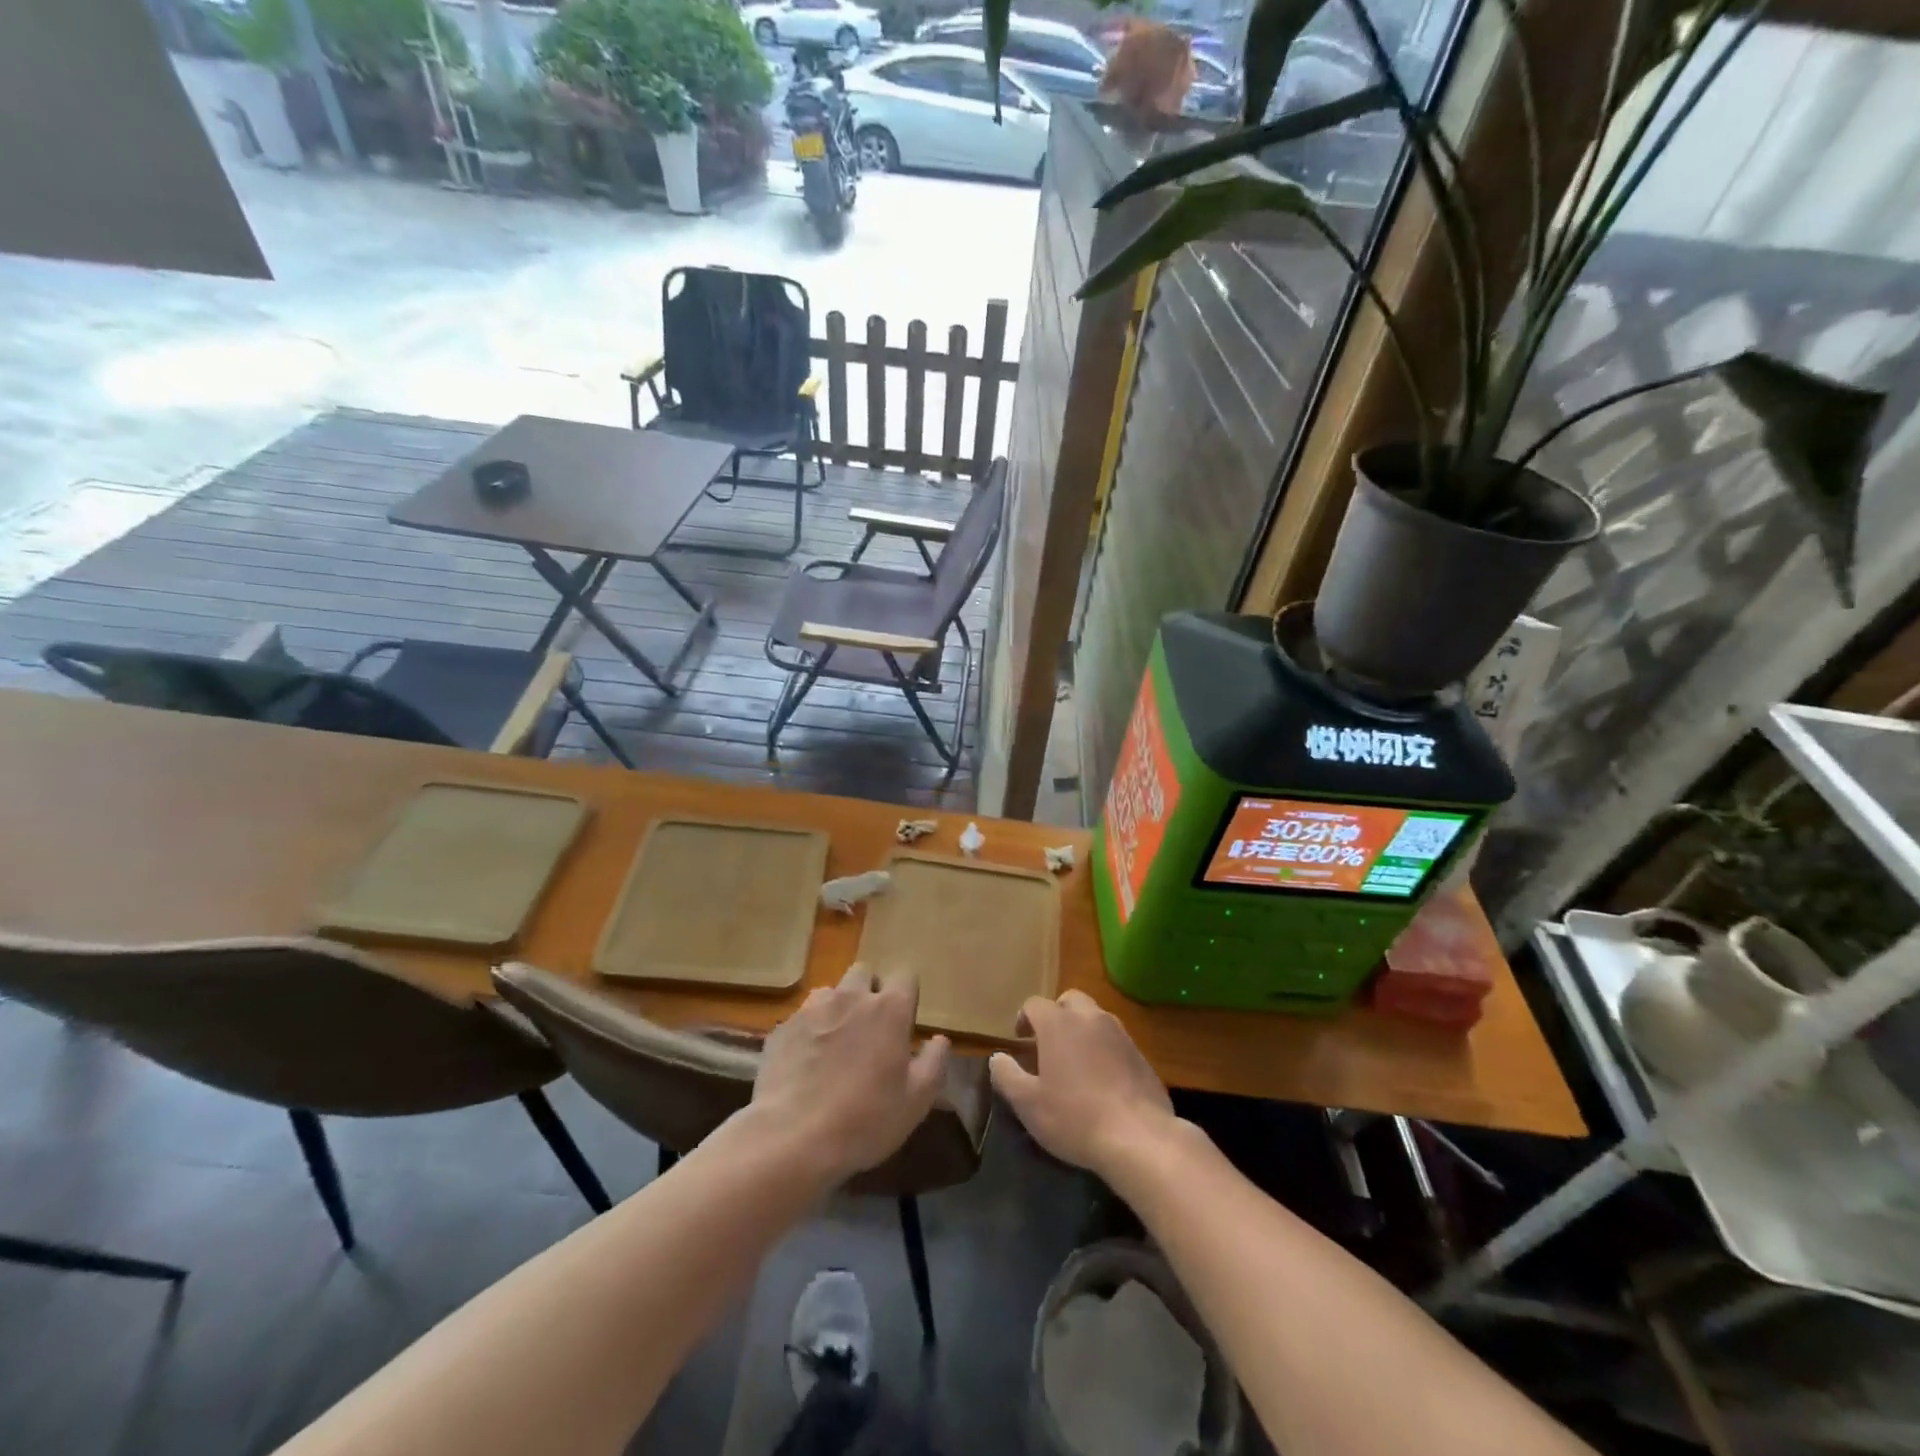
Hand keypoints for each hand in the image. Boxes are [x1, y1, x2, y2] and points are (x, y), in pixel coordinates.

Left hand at [750, 963, 949, 1188]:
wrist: (792, 1138)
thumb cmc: (865, 1119)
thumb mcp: (916, 1101)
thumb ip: (933, 1063)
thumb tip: (940, 1039)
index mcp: (888, 1009)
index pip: (905, 977)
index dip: (906, 997)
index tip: (904, 1024)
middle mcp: (851, 997)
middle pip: (864, 973)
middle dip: (870, 991)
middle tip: (870, 1029)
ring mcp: (812, 1009)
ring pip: (830, 992)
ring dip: (837, 1008)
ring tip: (835, 1045)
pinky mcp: (783, 1028)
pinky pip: (802, 1018)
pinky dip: (808, 1032)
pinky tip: (806, 1065)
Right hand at [989, 990, 1176, 1177]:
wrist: (1139, 1137)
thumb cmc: (1075, 1117)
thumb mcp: (1029, 1104)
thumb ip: (1007, 1076)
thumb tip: (997, 1058)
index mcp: (1058, 1023)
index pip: (1034, 1004)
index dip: (1024, 1018)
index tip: (1021, 1041)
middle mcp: (1090, 1017)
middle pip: (1069, 1000)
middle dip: (1056, 1015)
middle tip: (1048, 1045)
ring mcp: (1120, 1033)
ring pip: (1095, 1017)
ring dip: (1081, 1030)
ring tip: (1075, 1062)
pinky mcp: (1140, 1053)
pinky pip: (1115, 1039)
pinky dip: (1104, 1048)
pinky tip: (1103, 1079)